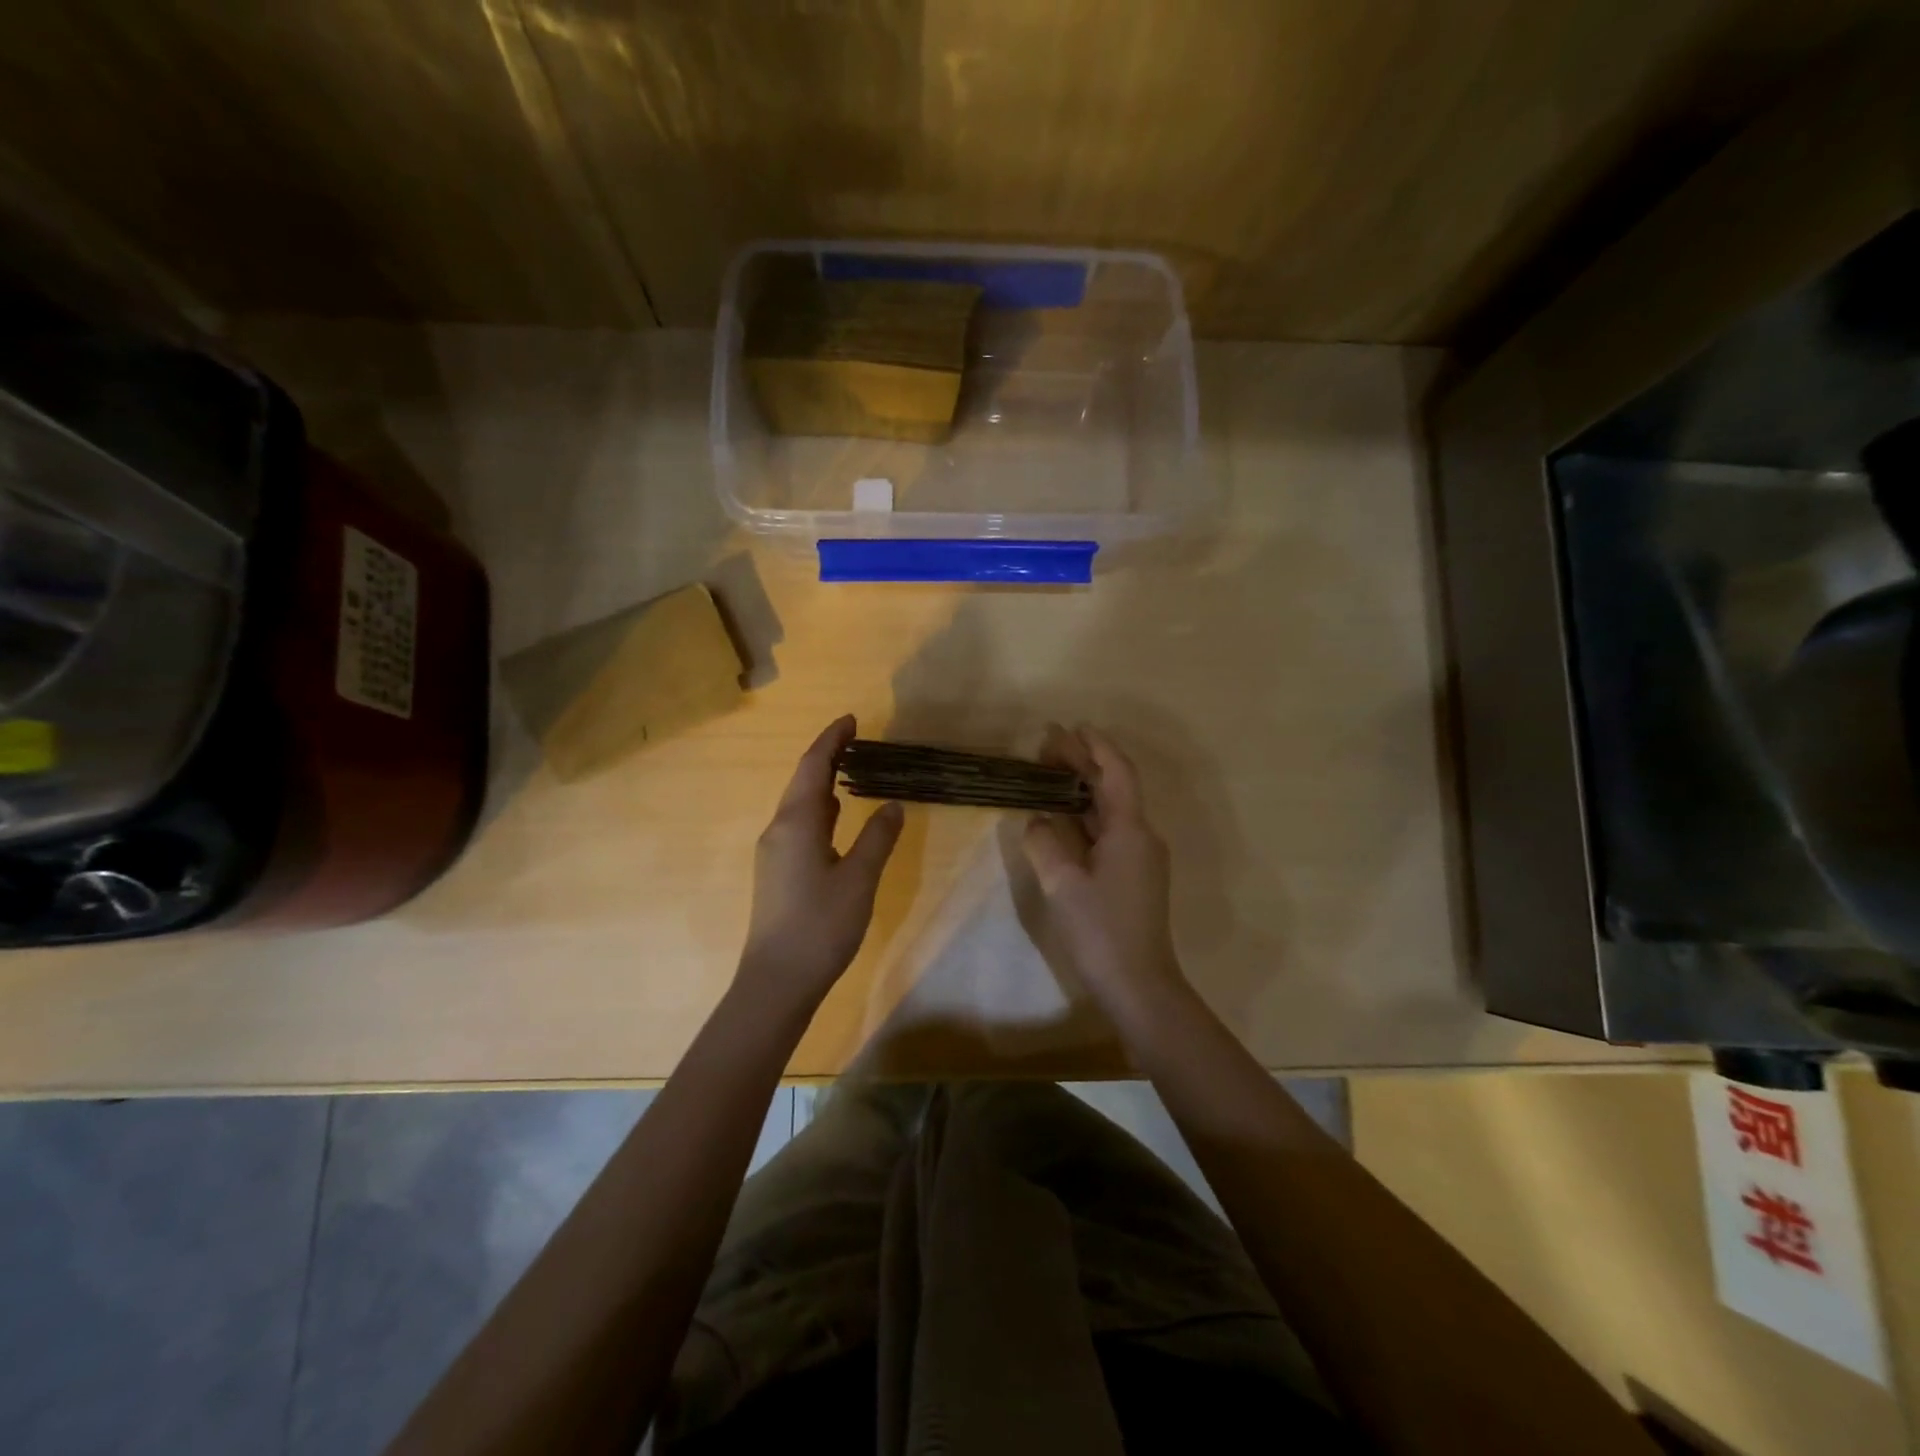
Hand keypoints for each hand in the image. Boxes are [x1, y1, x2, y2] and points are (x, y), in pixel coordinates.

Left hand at [737, 715, 904, 1012]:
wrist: (777, 979)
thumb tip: (892, 804)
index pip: (813, 767)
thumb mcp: (859, 879)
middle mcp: (779, 830)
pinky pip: (799, 825)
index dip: (832, 740)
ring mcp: (774, 852)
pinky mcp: (776, 872)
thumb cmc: (821, 925)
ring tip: (851, 771)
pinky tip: (836, 817)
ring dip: (822, 783)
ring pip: (799, 805)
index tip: (851, 719)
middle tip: (857, 740)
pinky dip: (819, 809)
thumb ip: (877, 838)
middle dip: (827, 757)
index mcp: (797, 823)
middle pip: (802, 781)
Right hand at [1022, 725, 1188, 1021]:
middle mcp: (1142, 836)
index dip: (1096, 746)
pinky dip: (1086, 815)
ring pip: (1111, 810)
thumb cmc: (1101, 930)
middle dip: (1084, 764)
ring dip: (1084, 788)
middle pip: (1113, 787)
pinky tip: (1063, 816)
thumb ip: (1045, 842)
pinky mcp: (1134, 875)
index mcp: (1130, 830)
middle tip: (1049, 745)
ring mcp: (1141, 857)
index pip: (1116, 772)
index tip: (1072, 728)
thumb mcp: (1063, 884)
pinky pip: (1110, 831)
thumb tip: (1037, 818)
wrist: (1139, 984)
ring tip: (1050, 772)